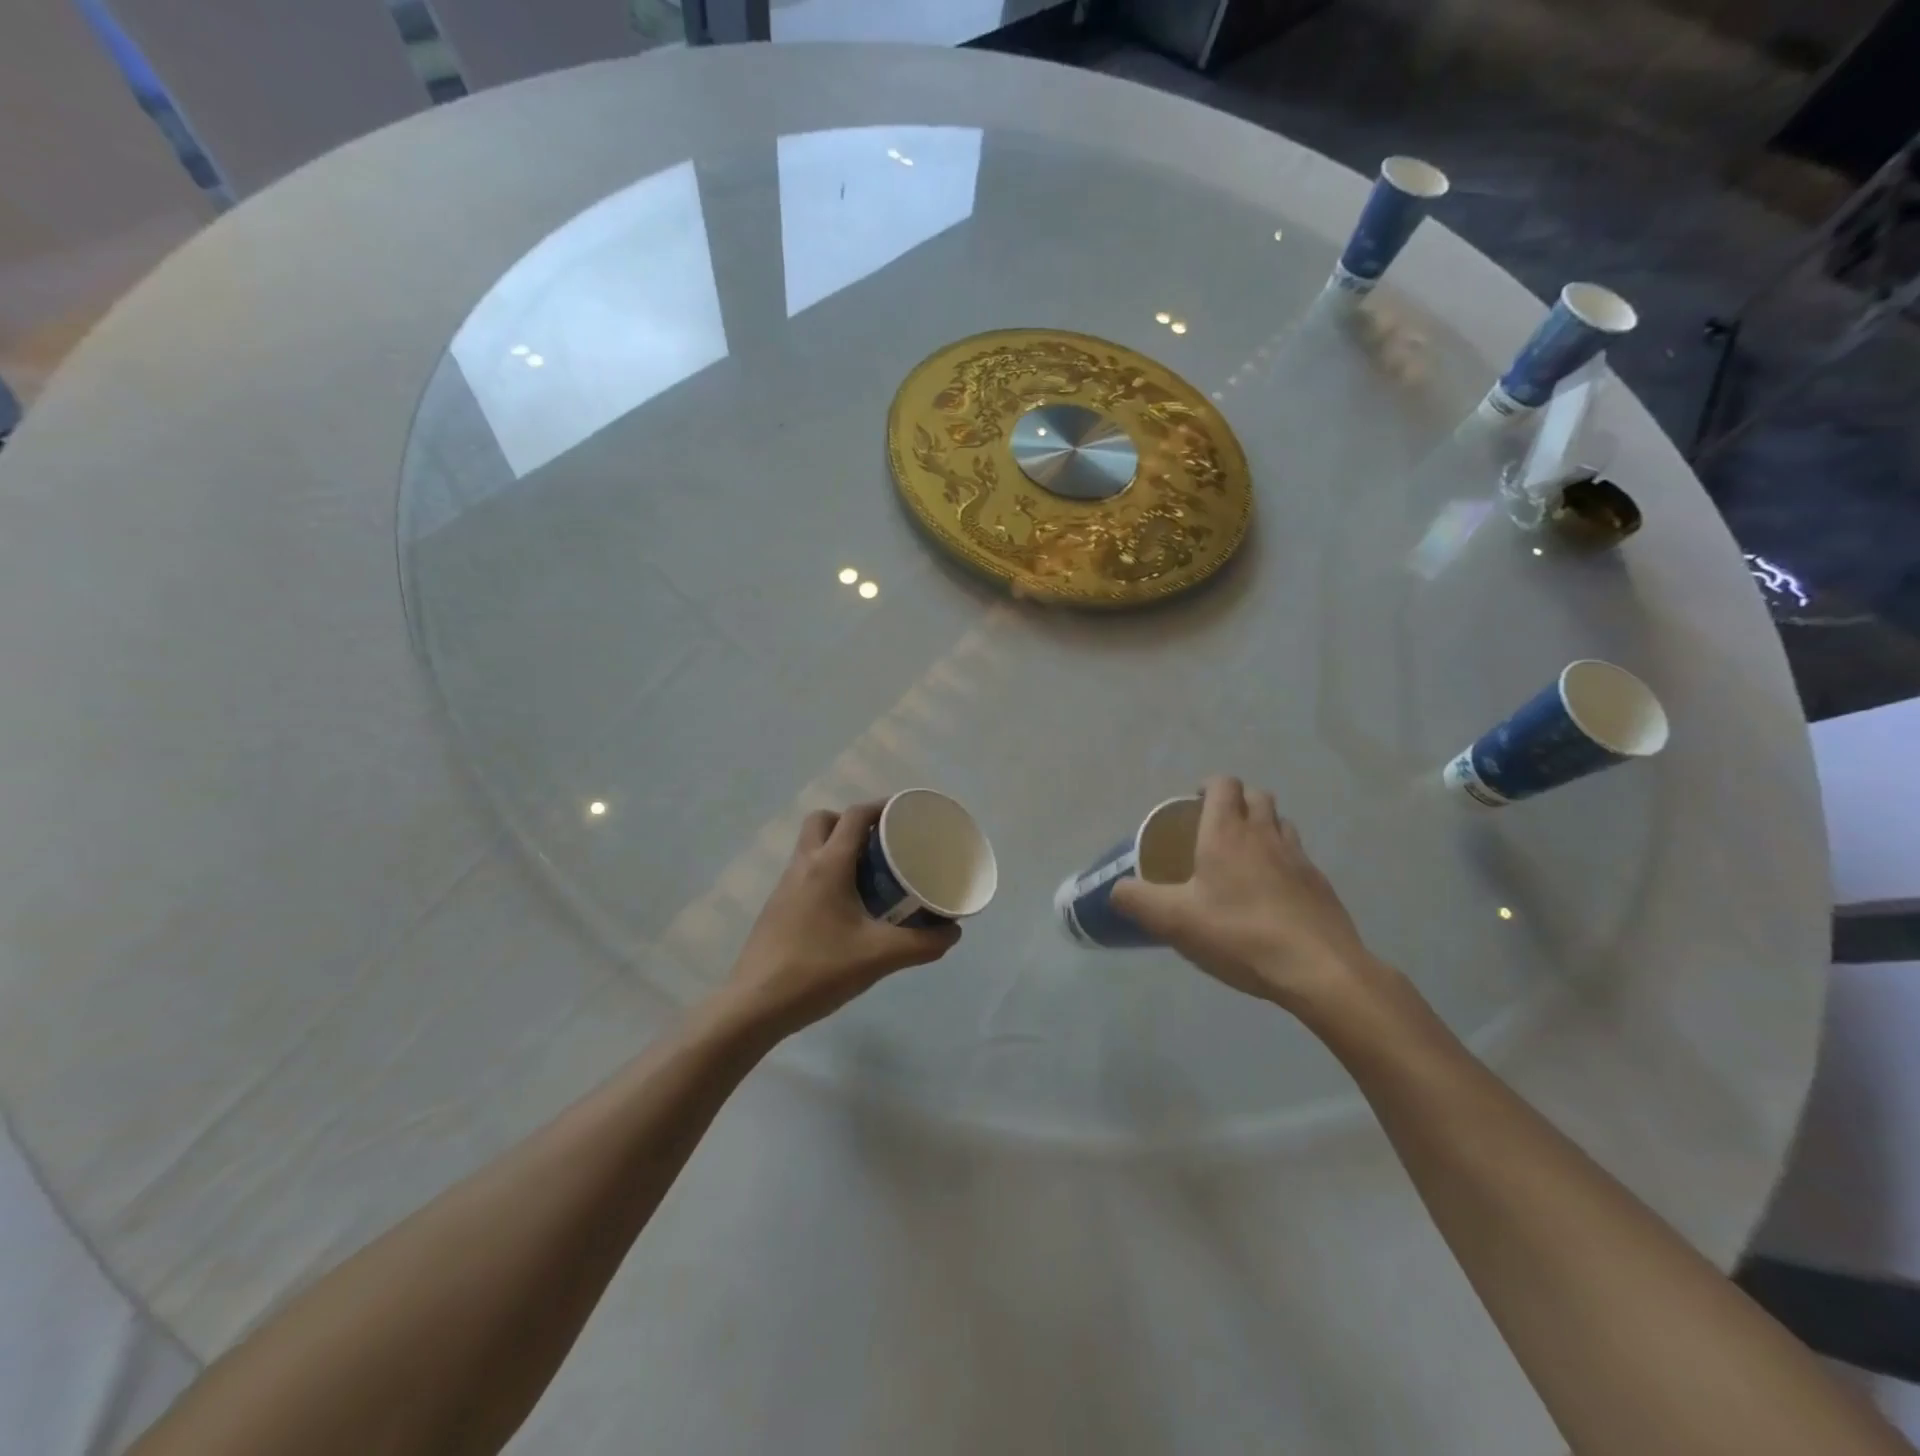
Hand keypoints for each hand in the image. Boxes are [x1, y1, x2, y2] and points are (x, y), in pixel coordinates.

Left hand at [719, 801, 960, 1038]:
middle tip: (882, 844)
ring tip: (870, 874)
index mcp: (828, 865)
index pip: (855, 816)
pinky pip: (804, 872)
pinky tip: (846, 907)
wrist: (755, 1006)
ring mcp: (784, 887)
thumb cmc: (818, 970)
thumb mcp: (879, 957)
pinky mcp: (776, 908)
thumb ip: (922, 944)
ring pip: (811, 846)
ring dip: (838, 847)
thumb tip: (952, 932)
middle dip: (853, 822)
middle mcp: (803, 866)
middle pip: (824, 820)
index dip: (882, 807)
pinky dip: (826, 873)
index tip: (907, 814)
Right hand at [1111, 776, 1377, 1011]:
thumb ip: (1137, 900)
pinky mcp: (1321, 885)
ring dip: (1262, 826)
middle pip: (1257, 796)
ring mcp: (1299, 859)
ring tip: (1244, 856)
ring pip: (1281, 823)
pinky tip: (1271, 893)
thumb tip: (1115, 889)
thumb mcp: (1173, 921)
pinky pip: (1298, 857)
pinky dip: (1282, 860)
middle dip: (1236, 801)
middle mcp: (1266, 834)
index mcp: (1228, 832)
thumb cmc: (1240, 934)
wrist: (1319, 970)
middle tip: (1214, 827)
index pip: (1224, 784)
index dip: (1209, 786)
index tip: (1193, 802)